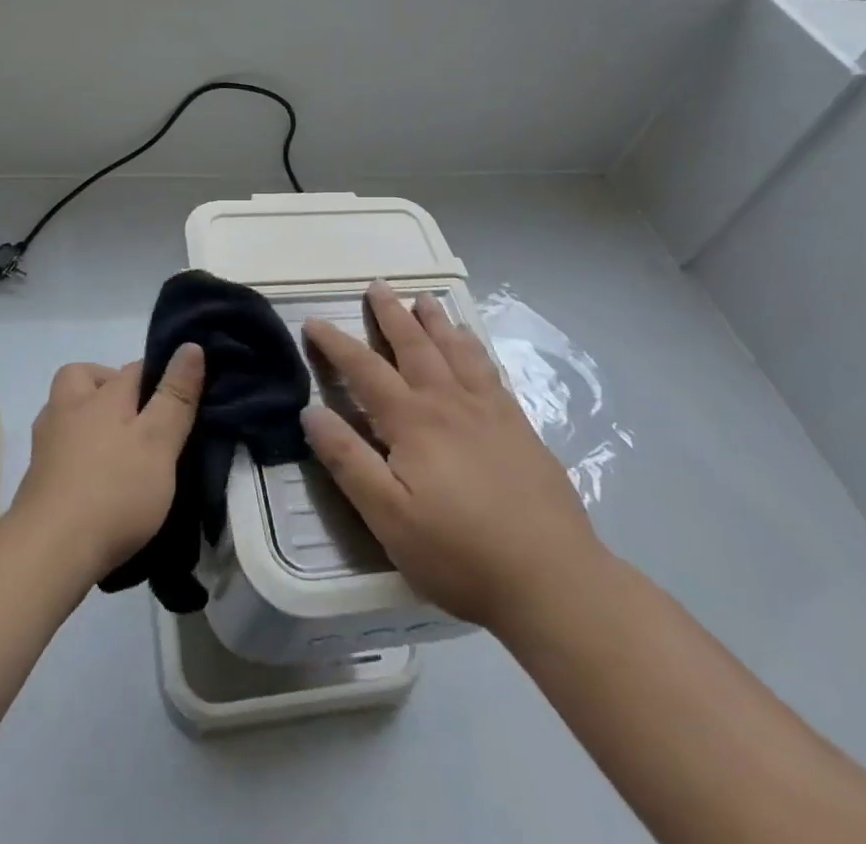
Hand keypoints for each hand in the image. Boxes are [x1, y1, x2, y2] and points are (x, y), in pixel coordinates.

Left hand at [10, 346, 204, 582]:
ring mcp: (46, 444)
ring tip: (119, 450)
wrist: (48, 553)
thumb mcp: (158, 442)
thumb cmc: (113, 491)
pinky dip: (77, 454)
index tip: (179, 395)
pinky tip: (95, 479)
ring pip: (68, 412)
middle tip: (137, 417)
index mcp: (100, 396)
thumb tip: (190, 345)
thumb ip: (175, 396)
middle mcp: (67, 409)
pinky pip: (60, 449)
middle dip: (108, 386)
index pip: (134, 368)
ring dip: (89, 420)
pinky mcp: (36, 478)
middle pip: (84, 378)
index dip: (158, 375)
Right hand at [301, 282, 604, 633]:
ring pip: (457, 351)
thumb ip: (348, 461)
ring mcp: (490, 412)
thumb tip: (310, 411)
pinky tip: (473, 347)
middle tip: (378, 285)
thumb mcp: (389, 517)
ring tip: (425, 299)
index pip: (365, 370)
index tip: (314, 322)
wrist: (554, 580)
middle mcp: (450, 403)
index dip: (337, 344)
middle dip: (392, 314)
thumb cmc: (460, 554)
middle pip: (415, 346)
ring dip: (437, 322)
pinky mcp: (520, 428)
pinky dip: (475, 349)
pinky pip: (491, 371)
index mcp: (413, 422)